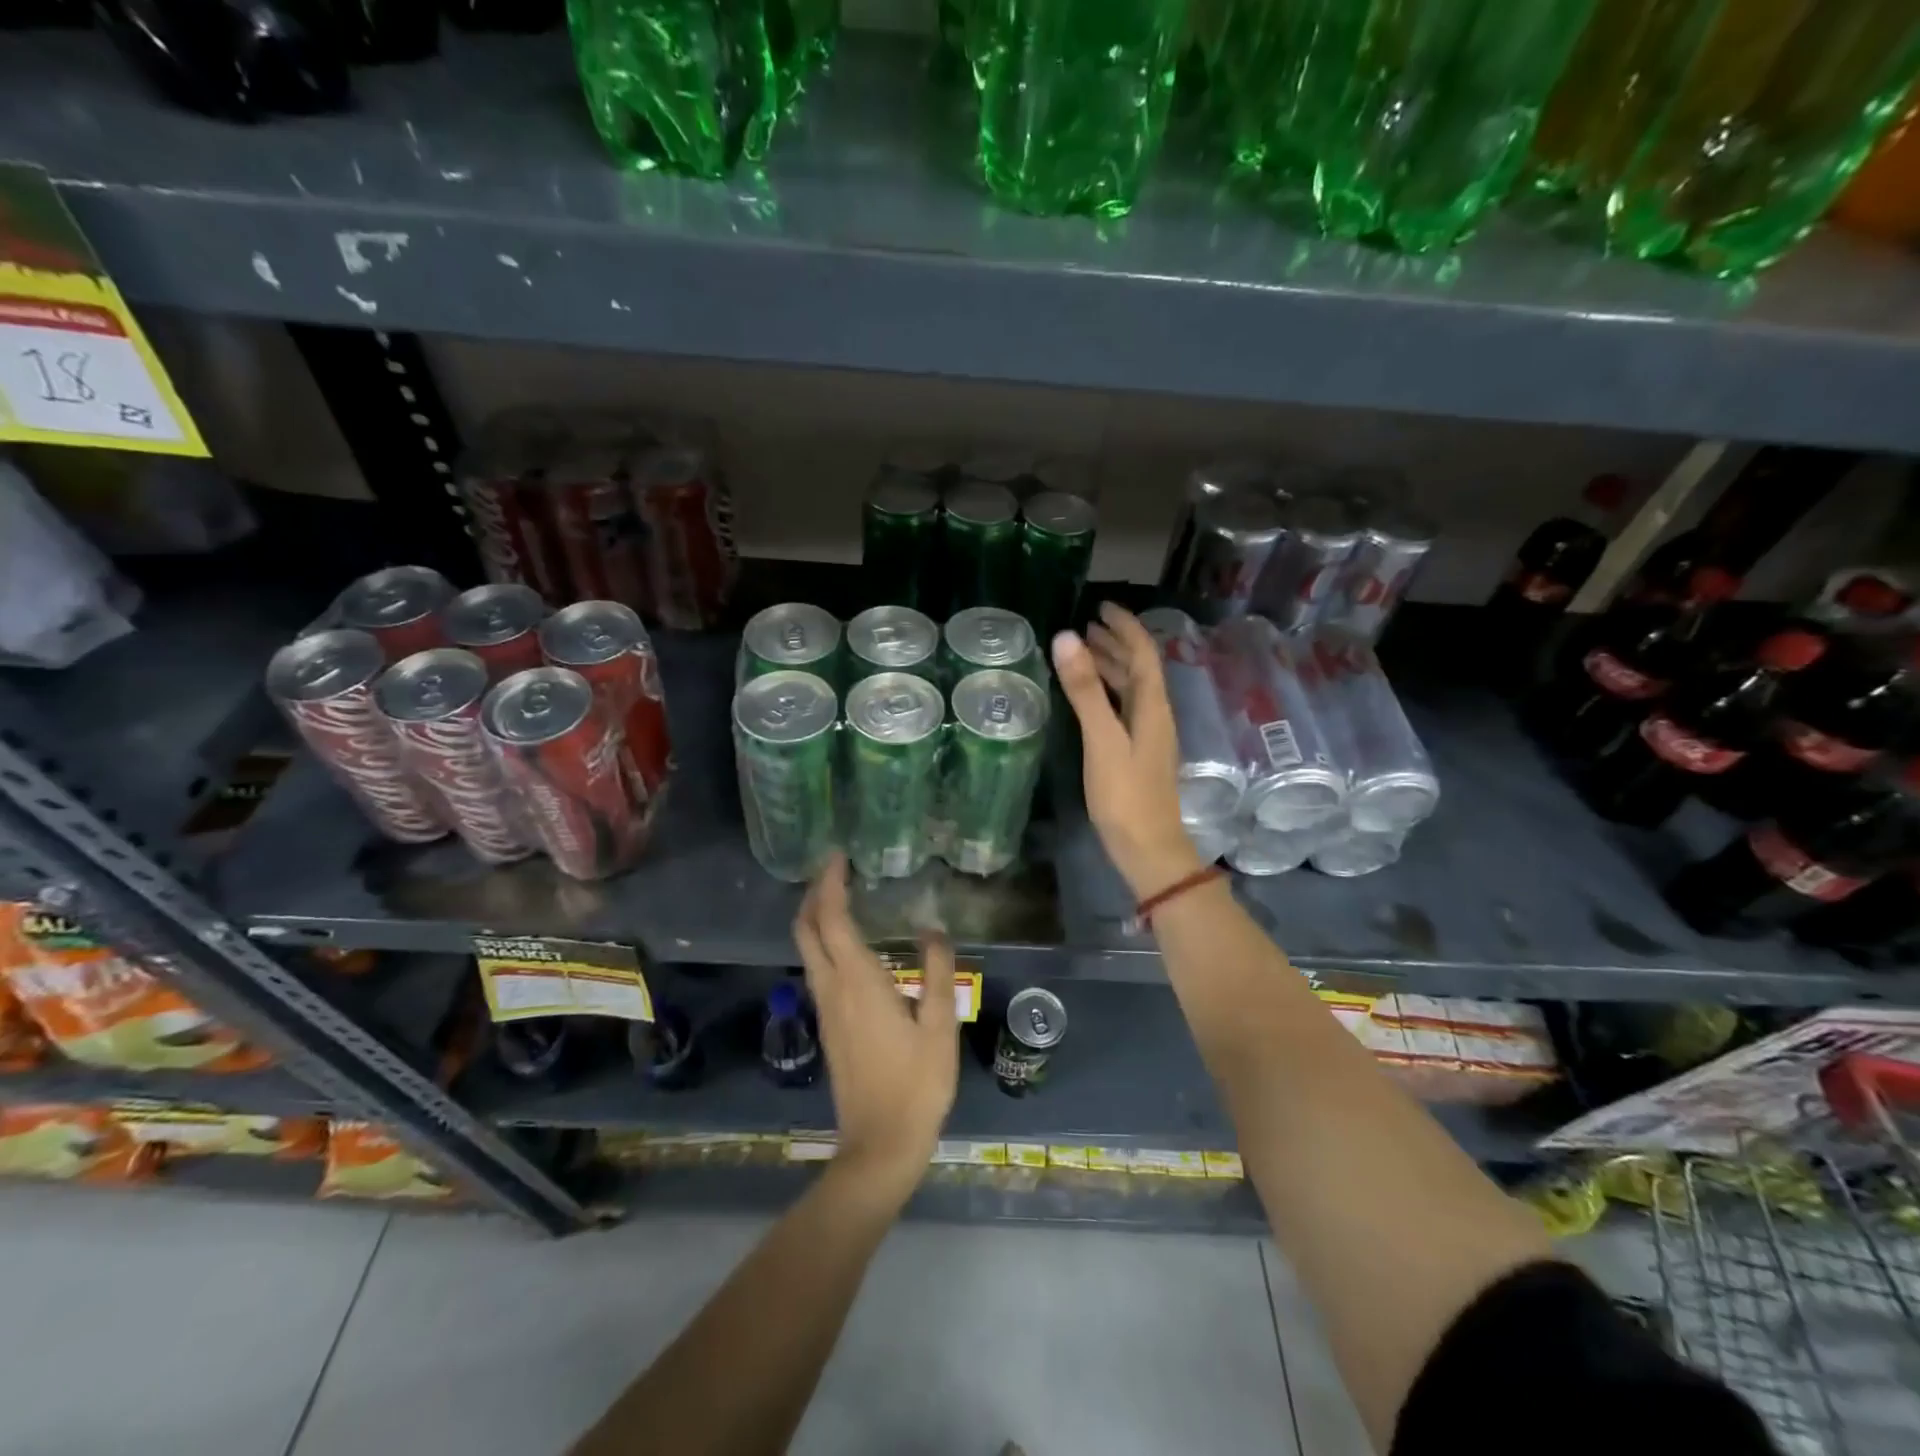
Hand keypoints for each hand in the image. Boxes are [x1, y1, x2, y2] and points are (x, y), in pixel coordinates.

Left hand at [793, 855, 957, 1198]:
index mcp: (858, 981)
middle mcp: (832, 988)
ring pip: (807, 949)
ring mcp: (825, 1008)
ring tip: (842, 896)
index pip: (831, 919)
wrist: (879, 1145)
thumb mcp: (940, 1027)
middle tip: (836, 870)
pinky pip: (816, 968)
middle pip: (806, 930)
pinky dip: (823, 941)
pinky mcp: (828, 1025)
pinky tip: (849, 944)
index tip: (839, 856)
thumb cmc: (916, 1084)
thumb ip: (938, 972)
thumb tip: (933, 929)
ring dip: (816, 917)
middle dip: (814, 894)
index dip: (830, 884)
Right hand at [1052, 603, 1204, 897]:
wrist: (1147, 849)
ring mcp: (1147, 736)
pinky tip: (1090, 698)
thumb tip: (1067, 637)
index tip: (1102, 606)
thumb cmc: (1126, 795)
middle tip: (1086, 625)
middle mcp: (1155, 715)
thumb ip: (1085, 690)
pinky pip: (1123, 708)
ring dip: (1111, 666)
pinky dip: (1106, 692)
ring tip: (1083, 652)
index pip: (1143, 653)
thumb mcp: (1102, 739)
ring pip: (1131, 689)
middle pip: (1139, 668)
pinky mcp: (1137, 753)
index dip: (1126, 626)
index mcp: (1152, 706)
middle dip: (1115, 643)